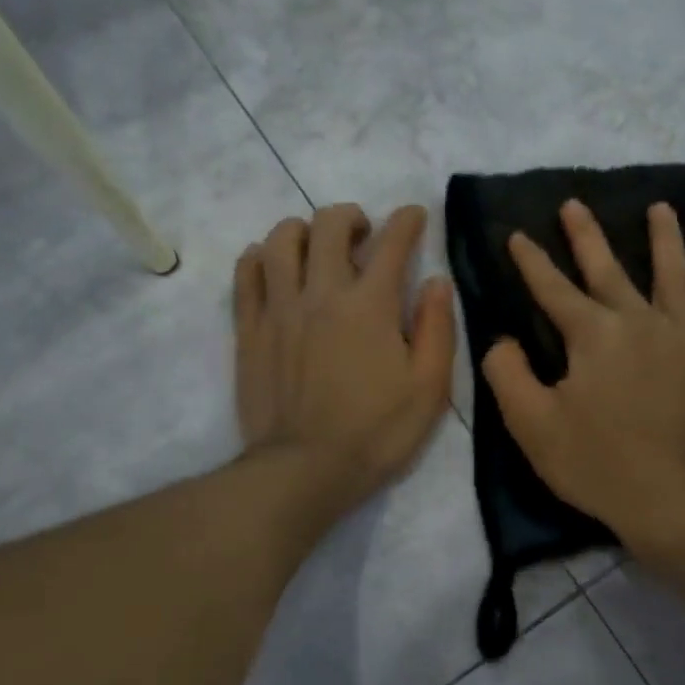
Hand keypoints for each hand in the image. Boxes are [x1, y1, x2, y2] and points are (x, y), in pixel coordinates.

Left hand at [234, 203, 454, 514]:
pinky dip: (262, 257)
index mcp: (371, 305)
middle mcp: (322, 293)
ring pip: (281, 239)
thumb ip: (438, 328)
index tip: (414, 215)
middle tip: (364, 235)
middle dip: (351, 217)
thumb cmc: (377, 432)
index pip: (392, 242)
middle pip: (328, 225)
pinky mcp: (249, 329)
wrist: (305, 469)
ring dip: (304, 231)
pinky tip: (275, 268)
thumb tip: (436, 281)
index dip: (407, 221)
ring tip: (317, 249)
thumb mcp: (430, 387)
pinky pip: (247, 272)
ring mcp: (279, 308)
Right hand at [481, 199, 684, 563]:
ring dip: (665, 240)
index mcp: (593, 335)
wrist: (672, 500)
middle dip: (586, 236)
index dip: (531, 261)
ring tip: (661, 208)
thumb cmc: (597, 464)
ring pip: (674, 276)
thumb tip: (502, 340)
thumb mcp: (532, 424)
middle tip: (574, 204)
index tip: (517, 234)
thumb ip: (507, 374)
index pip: (552, 289)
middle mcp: (640, 322)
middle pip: (608, 270)